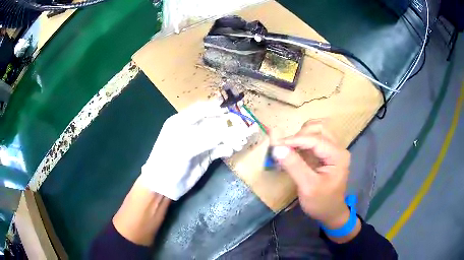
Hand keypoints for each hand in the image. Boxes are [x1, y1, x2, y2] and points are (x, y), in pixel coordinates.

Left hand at [141, 99, 256, 199]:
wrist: (164, 186)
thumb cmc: (168, 162)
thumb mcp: (184, 148)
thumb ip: (205, 139)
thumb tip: (227, 130)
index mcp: (182, 122)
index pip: (201, 110)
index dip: (216, 108)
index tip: (231, 110)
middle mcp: (192, 130)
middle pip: (213, 122)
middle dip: (228, 125)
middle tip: (242, 127)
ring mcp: (200, 143)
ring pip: (219, 136)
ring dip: (231, 137)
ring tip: (241, 141)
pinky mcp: (206, 156)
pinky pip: (220, 149)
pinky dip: (228, 148)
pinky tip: (232, 150)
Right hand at [272, 120, 350, 228]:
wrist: (330, 213)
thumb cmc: (321, 203)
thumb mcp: (307, 187)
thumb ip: (294, 166)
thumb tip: (277, 148)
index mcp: (338, 155)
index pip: (315, 139)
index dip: (294, 140)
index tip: (276, 145)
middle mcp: (338, 148)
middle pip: (318, 128)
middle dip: (299, 135)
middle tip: (284, 148)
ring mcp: (333, 150)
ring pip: (317, 131)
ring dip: (301, 135)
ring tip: (289, 148)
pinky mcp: (327, 154)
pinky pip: (314, 140)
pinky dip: (302, 142)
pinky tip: (293, 151)